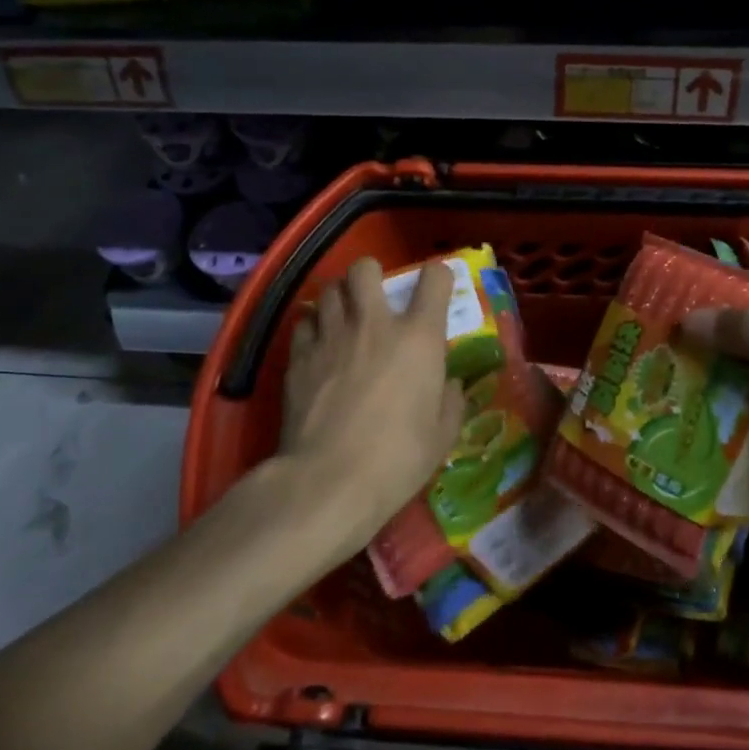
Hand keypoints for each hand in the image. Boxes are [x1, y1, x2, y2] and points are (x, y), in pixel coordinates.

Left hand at [275, 257, 463, 569]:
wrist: (329, 480)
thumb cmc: (398, 459)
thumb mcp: (442, 435)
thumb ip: (450, 401)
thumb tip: (448, 385)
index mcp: (418, 338)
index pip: (434, 280)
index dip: (438, 277)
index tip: (437, 288)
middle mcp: (374, 324)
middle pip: (365, 269)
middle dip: (371, 274)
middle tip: (375, 296)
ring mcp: (331, 337)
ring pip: (328, 290)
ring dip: (339, 298)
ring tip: (344, 317)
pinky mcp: (298, 357)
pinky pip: (304, 323)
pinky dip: (313, 327)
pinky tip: (318, 346)